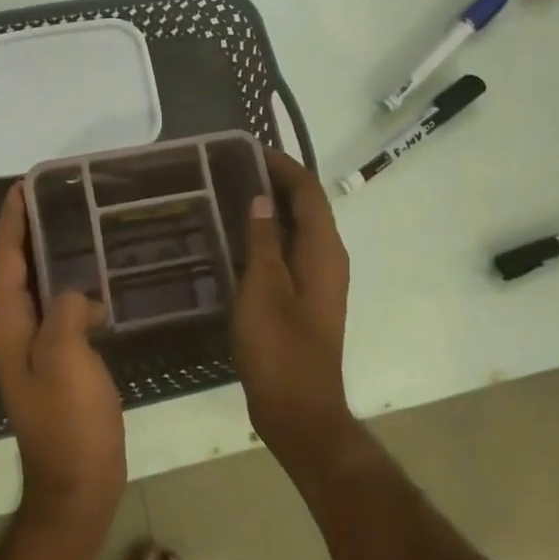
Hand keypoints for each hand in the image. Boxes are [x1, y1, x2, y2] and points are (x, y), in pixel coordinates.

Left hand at [0, 183, 126, 532]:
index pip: (5, 260)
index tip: (25, 184)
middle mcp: (12, 331)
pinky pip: (57, 308)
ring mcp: (33, 348)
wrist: (77, 483)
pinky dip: (70, 285)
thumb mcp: (66, 359)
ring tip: (78, 223)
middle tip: (58, 195)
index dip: (12, 221)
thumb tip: (75, 293)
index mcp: (7, 325)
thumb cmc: (69, 422)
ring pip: (37, 287)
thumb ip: (64, 311)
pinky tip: (97, 279)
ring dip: (50, 255)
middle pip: (15, 269)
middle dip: (30, 230)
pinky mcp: (56, 360)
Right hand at [232, 151, 355, 464]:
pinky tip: (238, 242)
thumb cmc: (279, 348)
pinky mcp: (305, 300)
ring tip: (230, 195)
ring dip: (271, 210)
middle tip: (231, 169)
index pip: (309, 191)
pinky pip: (289, 253)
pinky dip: (268, 238)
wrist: (298, 409)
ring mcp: (318, 281)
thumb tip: (261, 198)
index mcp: (324, 251)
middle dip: (276, 183)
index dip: (283, 166)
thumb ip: (263, 241)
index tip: (249, 149)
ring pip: (298, 231)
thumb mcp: (263, 289)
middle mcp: (328, 259)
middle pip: (307, 207)